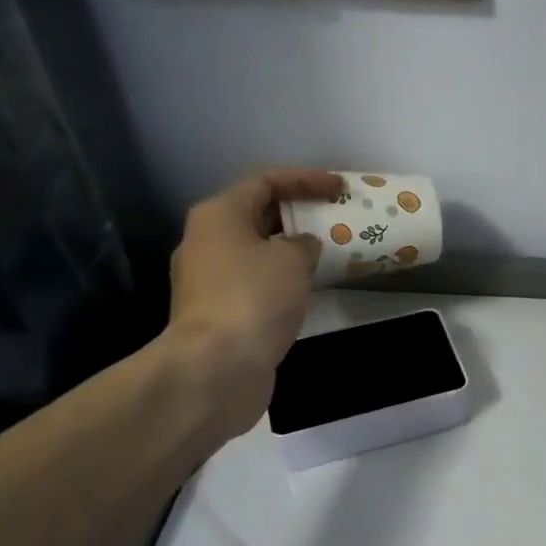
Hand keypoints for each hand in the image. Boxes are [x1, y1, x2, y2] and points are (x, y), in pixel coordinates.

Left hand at [162, 167, 342, 433]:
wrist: (217, 366)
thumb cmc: (254, 297)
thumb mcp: (292, 259)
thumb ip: (305, 243)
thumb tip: (302, 247)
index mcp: (219, 214)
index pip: (265, 181)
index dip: (305, 179)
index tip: (339, 188)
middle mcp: (207, 240)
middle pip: (257, 214)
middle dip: (298, 213)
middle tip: (335, 218)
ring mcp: (209, 279)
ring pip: (257, 250)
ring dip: (291, 249)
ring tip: (329, 252)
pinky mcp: (219, 312)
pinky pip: (257, 281)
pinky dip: (283, 278)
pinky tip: (309, 288)